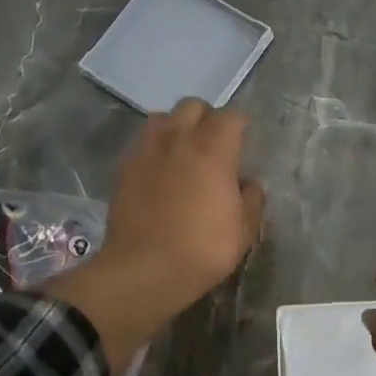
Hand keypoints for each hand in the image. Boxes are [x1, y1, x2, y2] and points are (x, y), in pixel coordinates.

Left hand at [43, 99, 264, 373]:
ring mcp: (147, 150)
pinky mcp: (124, 166)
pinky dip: (154, 147)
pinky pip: (142, 142)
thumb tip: (250, 183)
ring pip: (162, 117)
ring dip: (176, 127)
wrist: (145, 269)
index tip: (244, 142)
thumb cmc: (203, 249)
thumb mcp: (243, 230)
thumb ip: (251, 199)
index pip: (231, 117)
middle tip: (213, 144)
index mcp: (213, 149)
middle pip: (193, 106)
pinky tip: (159, 169)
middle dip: (206, 118)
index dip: (240, 126)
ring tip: (182, 150)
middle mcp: (179, 139)